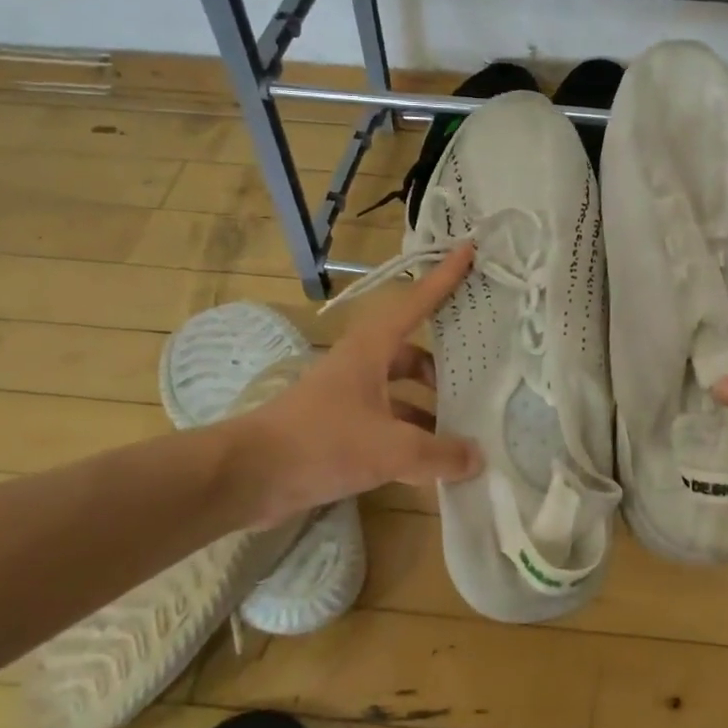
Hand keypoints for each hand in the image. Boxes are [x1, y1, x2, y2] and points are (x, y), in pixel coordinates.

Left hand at [226, 247, 484, 526]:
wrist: (247, 476)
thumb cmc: (321, 442)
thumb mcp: (390, 448)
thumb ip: (438, 453)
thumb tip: (478, 458)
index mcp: (370, 350)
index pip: (414, 304)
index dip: (442, 279)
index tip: (467, 251)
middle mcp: (360, 367)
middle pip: (411, 354)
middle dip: (443, 366)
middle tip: (480, 376)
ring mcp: (348, 399)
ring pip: (399, 394)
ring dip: (429, 409)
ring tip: (465, 431)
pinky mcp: (339, 431)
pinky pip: (387, 426)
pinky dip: (410, 439)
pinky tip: (432, 466)